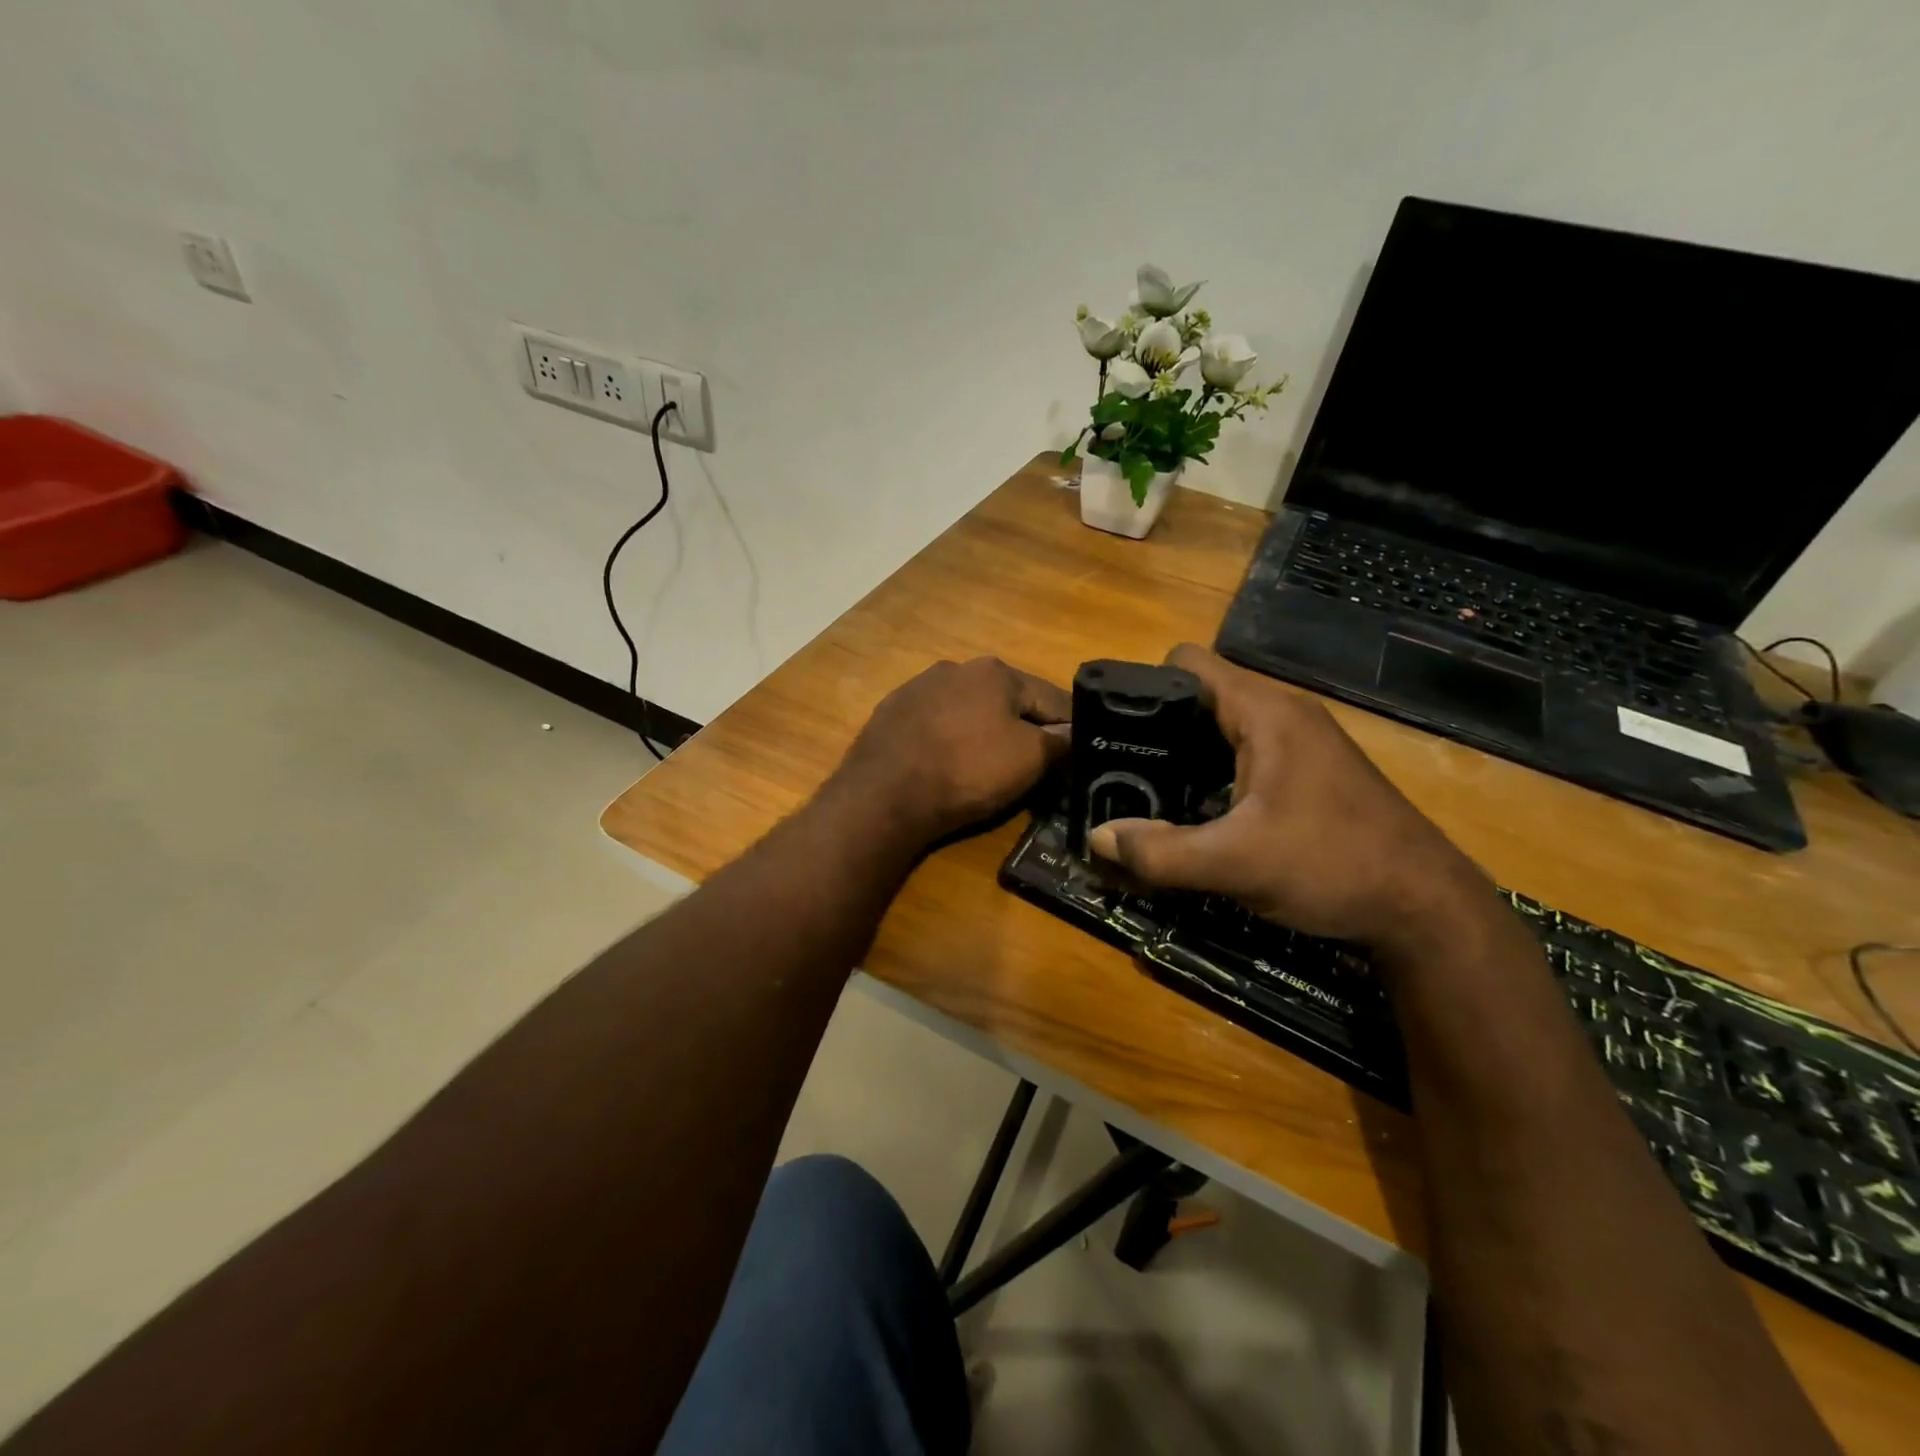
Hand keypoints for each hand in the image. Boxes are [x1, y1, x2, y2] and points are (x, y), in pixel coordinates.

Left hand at [832, 657, 1071, 844]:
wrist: (883, 795)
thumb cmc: (966, 771)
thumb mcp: (1029, 760)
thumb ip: (1060, 743)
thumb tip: (1074, 734)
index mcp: (996, 671)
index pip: (1051, 698)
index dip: (1070, 728)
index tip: (1078, 753)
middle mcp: (956, 668)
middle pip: (1006, 701)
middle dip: (1023, 728)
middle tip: (1033, 764)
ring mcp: (917, 688)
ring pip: (968, 710)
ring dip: (983, 731)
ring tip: (986, 766)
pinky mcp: (890, 713)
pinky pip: (935, 725)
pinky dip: (948, 740)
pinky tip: (945, 764)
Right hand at [1087, 645, 1487, 958]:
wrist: (1426, 907)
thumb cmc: (1332, 865)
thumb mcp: (1235, 863)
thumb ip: (1159, 852)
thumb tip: (1096, 836)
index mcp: (1264, 712)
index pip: (1187, 663)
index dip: (1142, 686)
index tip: (1112, 729)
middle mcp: (1282, 714)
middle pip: (1199, 696)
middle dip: (1155, 727)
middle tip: (1119, 769)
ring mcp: (1300, 742)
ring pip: (1221, 728)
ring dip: (1183, 754)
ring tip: (1147, 790)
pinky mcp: (1308, 772)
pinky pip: (1243, 753)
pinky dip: (1211, 772)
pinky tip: (1197, 811)